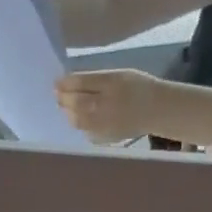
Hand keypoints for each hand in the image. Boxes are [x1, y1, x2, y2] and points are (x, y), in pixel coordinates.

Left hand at [55, 69, 171, 143]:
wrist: (155, 110)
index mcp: (110, 85)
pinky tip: (77, 118)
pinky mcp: (106, 137)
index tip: (56, 82)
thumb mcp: (117, 74)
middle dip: (64, 99)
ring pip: (78, 121)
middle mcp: (105, 106)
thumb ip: (94, 79)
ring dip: (68, 113)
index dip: (65, 84)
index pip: (81, 84)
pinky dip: (78, 124)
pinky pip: (86, 131)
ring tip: (65, 107)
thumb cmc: (136, 87)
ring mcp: (105, 124)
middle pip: (76, 104)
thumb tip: (69, 83)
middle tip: (56, 95)